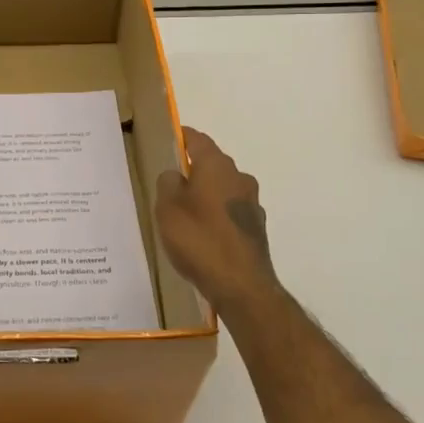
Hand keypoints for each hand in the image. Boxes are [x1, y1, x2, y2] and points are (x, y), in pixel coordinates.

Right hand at [155, 127, 285, 320]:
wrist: (241, 285)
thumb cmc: (198, 238)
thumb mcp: (167, 207)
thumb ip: (168, 182)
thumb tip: (176, 175)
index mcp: (217, 166)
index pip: (198, 140)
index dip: (183, 137)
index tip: (170, 139)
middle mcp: (239, 178)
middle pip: (213, 164)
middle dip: (194, 169)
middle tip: (171, 182)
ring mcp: (252, 204)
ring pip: (223, 189)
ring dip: (206, 194)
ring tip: (185, 212)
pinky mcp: (256, 229)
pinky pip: (230, 212)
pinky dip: (216, 216)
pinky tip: (203, 234)